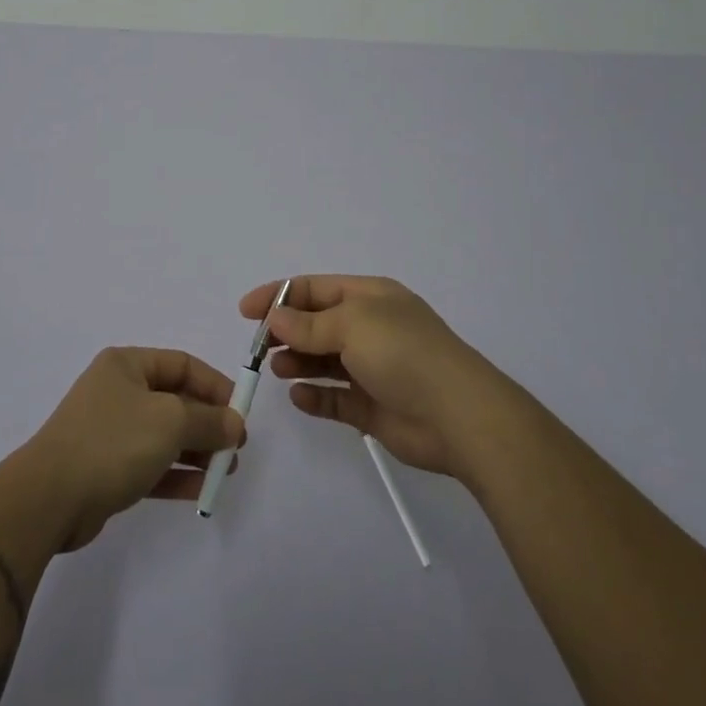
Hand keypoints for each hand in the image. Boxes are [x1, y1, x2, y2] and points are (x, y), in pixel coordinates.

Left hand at [18, 347, 246, 551]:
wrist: (50, 497)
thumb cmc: (113, 442)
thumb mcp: (170, 421)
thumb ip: (208, 421)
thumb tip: (235, 423)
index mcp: (126, 365)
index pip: (182, 364)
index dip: (215, 386)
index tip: (241, 412)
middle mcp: (118, 391)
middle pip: (175, 400)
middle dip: (209, 423)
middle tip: (237, 448)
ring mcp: (111, 430)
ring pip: (165, 435)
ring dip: (197, 451)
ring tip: (227, 472)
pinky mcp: (107, 468)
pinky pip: (151, 464)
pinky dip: (176, 474)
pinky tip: (202, 490)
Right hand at [247, 275, 498, 479]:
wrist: (459, 416)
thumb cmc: (403, 354)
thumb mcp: (352, 324)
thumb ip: (308, 324)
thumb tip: (275, 319)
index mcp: (369, 298)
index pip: (314, 289)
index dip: (279, 296)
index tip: (246, 312)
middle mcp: (370, 329)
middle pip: (316, 325)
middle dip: (286, 333)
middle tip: (260, 349)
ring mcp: (372, 369)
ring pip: (323, 361)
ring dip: (297, 362)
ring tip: (278, 370)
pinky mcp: (373, 407)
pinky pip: (335, 398)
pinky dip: (315, 396)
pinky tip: (299, 397)